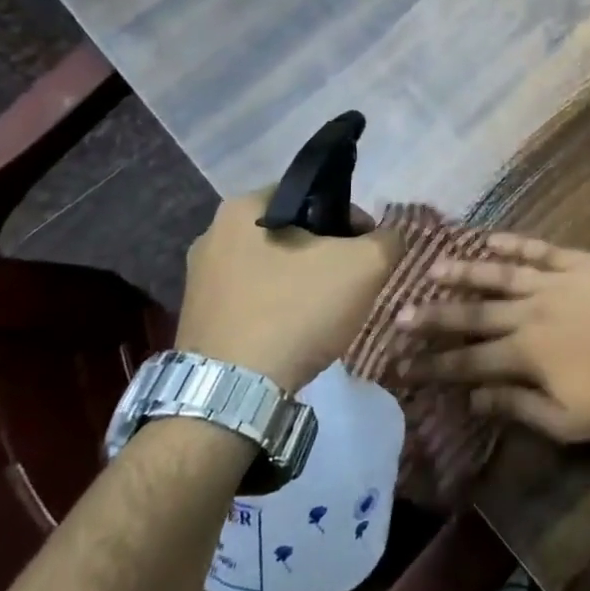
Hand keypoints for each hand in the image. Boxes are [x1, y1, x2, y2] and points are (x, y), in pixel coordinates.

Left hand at [177, 190, 399, 391]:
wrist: (233, 395)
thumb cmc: (296, 311)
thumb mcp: (365, 266)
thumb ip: (388, 240)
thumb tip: (390, 237)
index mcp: (243, 208)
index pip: (313, 195)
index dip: (351, 219)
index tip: (368, 250)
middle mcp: (212, 235)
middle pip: (293, 233)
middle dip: (328, 254)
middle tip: (352, 283)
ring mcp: (200, 280)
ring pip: (274, 269)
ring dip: (304, 283)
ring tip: (328, 312)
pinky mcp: (199, 319)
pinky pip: (254, 300)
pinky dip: (279, 310)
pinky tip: (298, 333)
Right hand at [397, 233, 589, 441]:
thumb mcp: (564, 420)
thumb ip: (515, 407)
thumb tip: (473, 399)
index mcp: (523, 354)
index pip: (468, 361)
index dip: (434, 364)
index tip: (403, 364)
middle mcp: (528, 313)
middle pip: (474, 314)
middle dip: (436, 316)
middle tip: (401, 314)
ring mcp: (552, 282)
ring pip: (499, 274)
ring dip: (465, 273)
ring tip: (434, 269)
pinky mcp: (577, 261)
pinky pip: (538, 249)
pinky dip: (512, 243)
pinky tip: (489, 239)